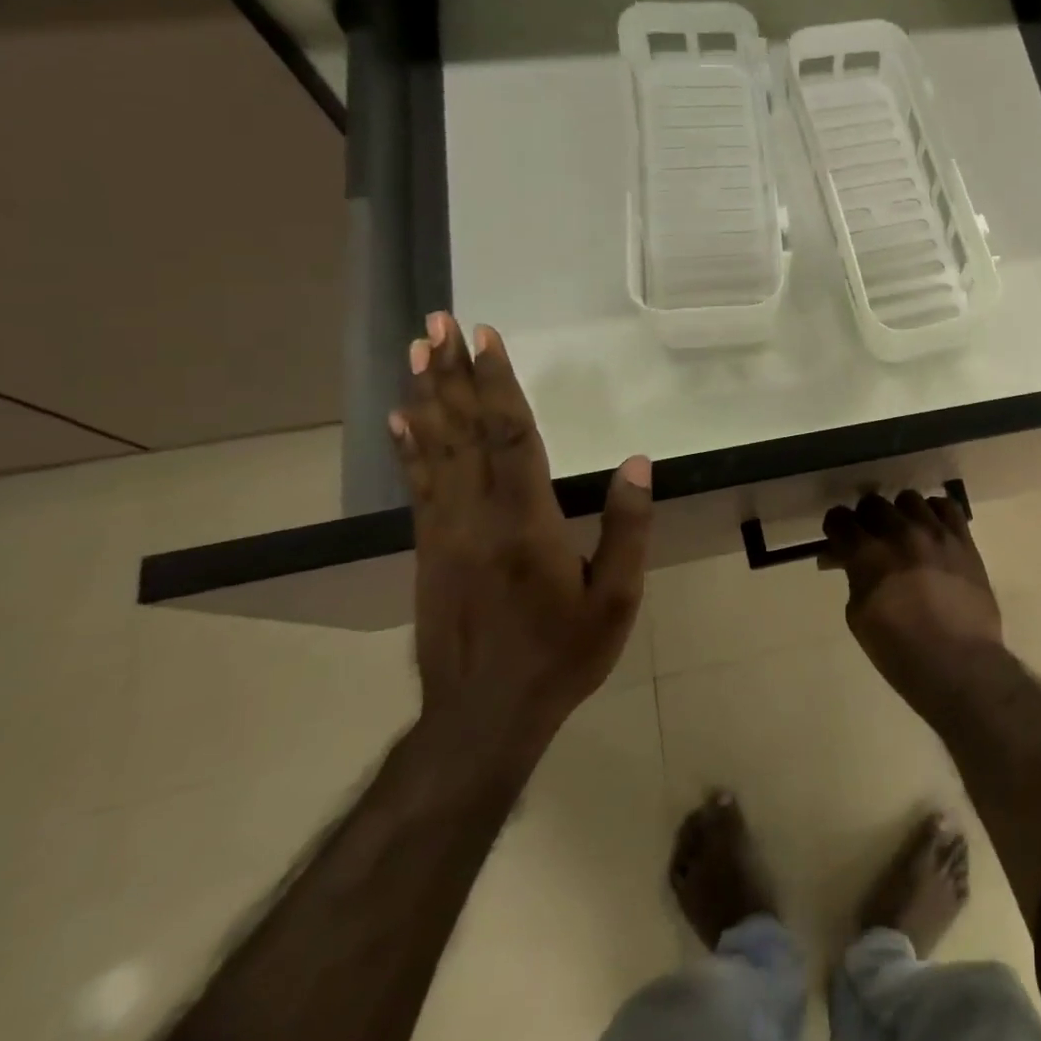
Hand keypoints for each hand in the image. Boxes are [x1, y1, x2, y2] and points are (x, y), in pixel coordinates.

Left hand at [391, 313, 652, 755]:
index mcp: (526, 524)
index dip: (500, 384)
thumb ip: (626, 528)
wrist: (482, 717)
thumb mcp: (615, 598)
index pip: (512, 437)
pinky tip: (404, 419)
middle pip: (465, 432)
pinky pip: (418, 485)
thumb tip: (636, 463)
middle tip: (440, 323)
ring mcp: (444, 533)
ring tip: (419, 353)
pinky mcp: (428, 550)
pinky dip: (411, 445)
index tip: (488, 338)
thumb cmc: (561, 655)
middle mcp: (476, 517)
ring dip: (429, 397)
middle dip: (454, 374)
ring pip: (434, 451)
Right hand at [822, 491, 1002, 711]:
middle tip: (869, 538)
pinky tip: (931, 528)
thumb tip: (846, 559)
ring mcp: (935, 532)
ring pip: (909, 499)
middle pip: (873, 503)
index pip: (840, 519)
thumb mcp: (859, 617)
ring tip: (903, 532)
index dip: (836, 527)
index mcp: (867, 554)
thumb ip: (853, 578)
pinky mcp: (963, 539)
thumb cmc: (900, 651)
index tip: (838, 537)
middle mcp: (900, 533)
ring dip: (900, 513)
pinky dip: (934, 512)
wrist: (959, 664)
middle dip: (865, 519)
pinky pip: (946, 506)